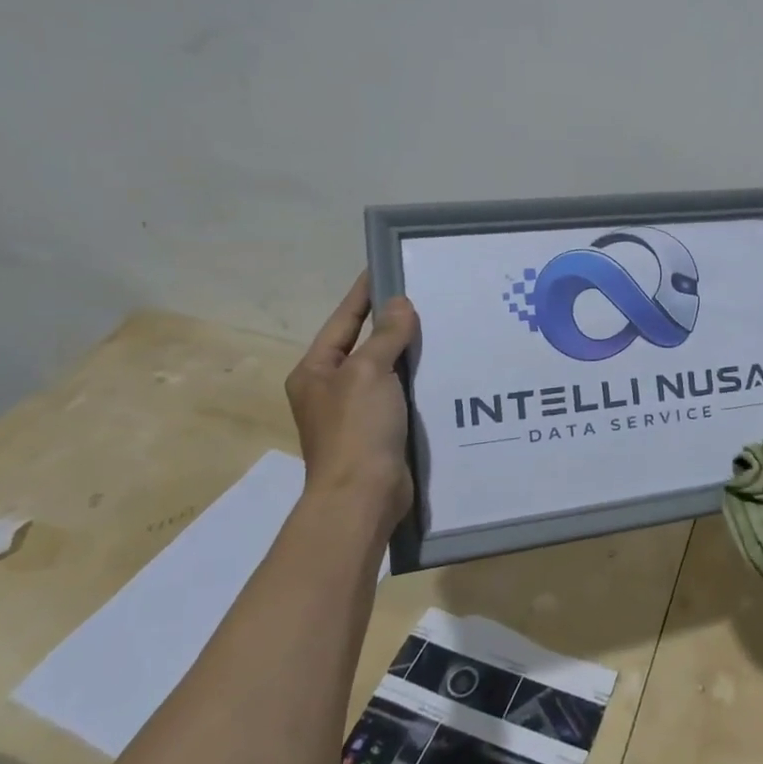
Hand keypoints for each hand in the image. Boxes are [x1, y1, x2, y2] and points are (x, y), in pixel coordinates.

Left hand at [285, 272, 419, 527]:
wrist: (363, 497)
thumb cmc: (357, 429)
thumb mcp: (368, 372)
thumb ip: (385, 336)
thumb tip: (400, 304)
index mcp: (316, 371)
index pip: (344, 320)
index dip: (364, 294)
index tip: (385, 267)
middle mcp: (332, 389)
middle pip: (365, 345)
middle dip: (393, 323)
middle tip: (427, 296)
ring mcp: (356, 413)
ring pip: (387, 371)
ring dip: (410, 353)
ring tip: (443, 327)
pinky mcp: (381, 433)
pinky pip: (402, 396)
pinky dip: (420, 381)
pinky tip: (446, 370)